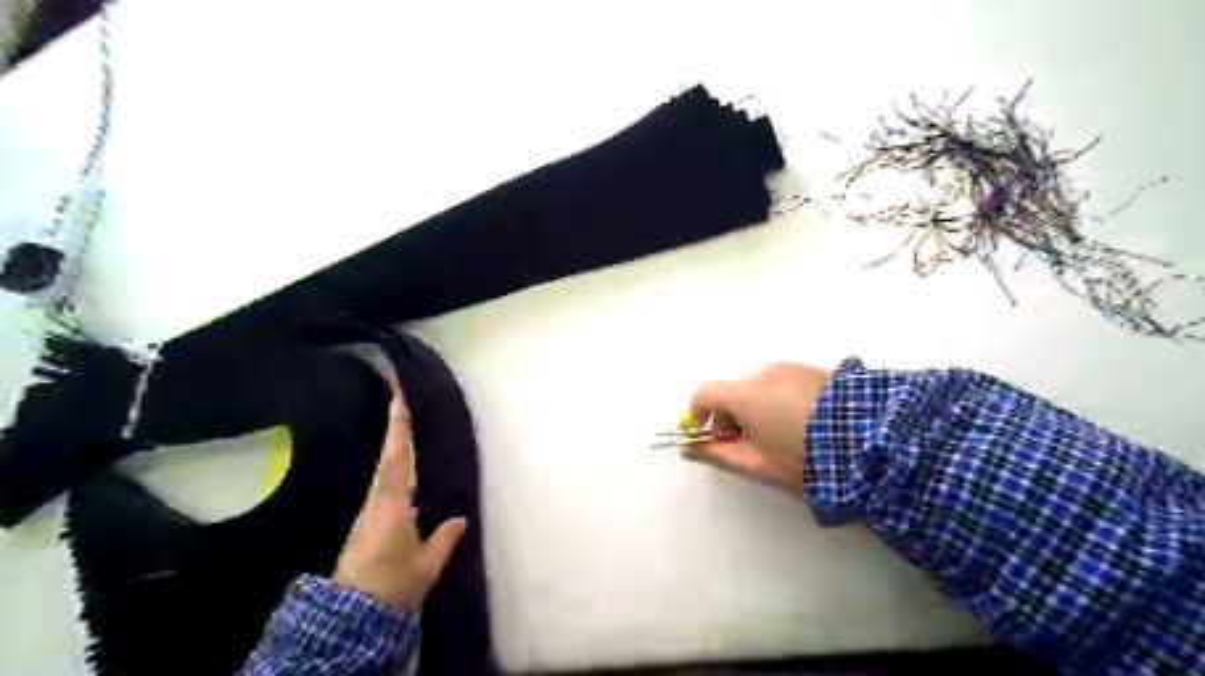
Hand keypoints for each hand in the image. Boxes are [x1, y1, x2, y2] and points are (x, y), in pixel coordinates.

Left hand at [338, 384, 470, 608]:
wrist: (351, 615)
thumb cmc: (392, 584)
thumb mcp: (426, 565)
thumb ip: (444, 539)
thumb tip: (460, 519)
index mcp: (393, 504)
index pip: (398, 458)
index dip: (399, 428)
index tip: (398, 398)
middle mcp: (378, 500)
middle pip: (388, 457)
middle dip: (395, 426)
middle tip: (399, 397)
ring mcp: (369, 510)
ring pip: (384, 468)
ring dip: (394, 444)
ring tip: (403, 423)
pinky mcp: (366, 521)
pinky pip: (382, 482)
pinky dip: (392, 465)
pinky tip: (400, 465)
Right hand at [688, 364, 830, 496]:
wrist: (872, 444)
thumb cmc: (804, 459)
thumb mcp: (758, 465)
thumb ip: (718, 454)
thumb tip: (689, 449)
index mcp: (745, 394)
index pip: (705, 393)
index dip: (698, 413)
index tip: (706, 434)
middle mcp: (765, 373)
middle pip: (734, 390)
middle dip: (732, 414)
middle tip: (748, 443)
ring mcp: (793, 368)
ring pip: (760, 386)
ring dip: (758, 406)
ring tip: (782, 436)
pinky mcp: (816, 371)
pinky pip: (784, 383)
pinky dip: (780, 399)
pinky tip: (803, 423)